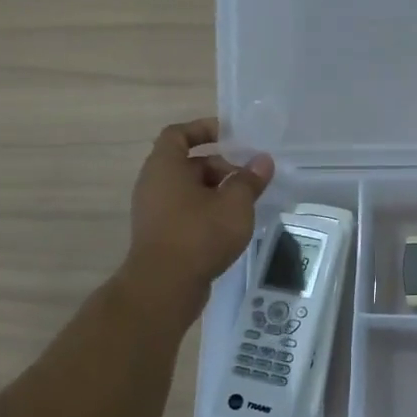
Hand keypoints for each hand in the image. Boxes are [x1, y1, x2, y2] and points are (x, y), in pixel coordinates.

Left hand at [122, 117, 273, 312]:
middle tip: (248, 178)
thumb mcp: (234, 204)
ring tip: (244, 204)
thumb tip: (263, 161)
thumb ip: (250, 180)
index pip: (178, 134)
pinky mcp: (160, 235)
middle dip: (220, 166)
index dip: (203, 129)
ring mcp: (154, 211)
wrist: (165, 286)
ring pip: (188, 190)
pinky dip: (207, 212)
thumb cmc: (199, 235)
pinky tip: (231, 226)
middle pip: (188, 164)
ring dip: (216, 192)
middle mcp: (153, 184)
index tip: (230, 135)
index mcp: (165, 166)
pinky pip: (185, 212)